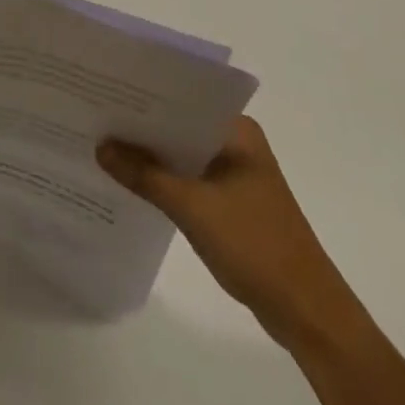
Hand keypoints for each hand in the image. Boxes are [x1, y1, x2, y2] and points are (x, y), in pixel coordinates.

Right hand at [98, 117, 363, 352]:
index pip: (182, 99)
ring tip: (105, 145)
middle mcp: (236, 142)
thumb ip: (144, 175)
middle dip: (142, 127)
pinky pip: (190, 179)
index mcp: (236, 129)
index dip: (144, 96)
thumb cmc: (254, 245)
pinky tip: (133, 183)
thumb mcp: (192, 207)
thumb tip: (100, 147)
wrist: (307, 313)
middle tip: (96, 116)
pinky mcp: (232, 202)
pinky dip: (165, 180)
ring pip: (183, 154)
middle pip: (179, 126)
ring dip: (152, 156)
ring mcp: (236, 173)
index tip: (106, 90)